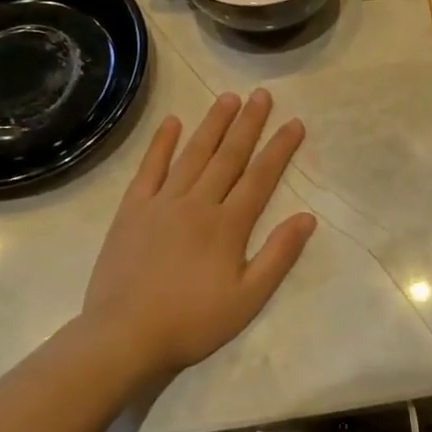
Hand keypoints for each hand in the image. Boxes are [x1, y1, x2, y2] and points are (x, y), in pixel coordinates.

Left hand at [81, 90, 316, 375]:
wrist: (124, 337)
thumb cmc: (192, 322)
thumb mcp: (247, 299)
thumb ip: (278, 256)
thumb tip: (307, 217)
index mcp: (228, 225)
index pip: (260, 177)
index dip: (280, 148)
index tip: (294, 123)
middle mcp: (198, 203)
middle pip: (229, 156)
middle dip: (249, 124)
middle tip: (263, 94)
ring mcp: (162, 203)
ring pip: (193, 154)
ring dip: (213, 124)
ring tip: (228, 97)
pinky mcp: (132, 210)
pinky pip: (149, 168)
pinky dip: (161, 144)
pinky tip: (172, 122)